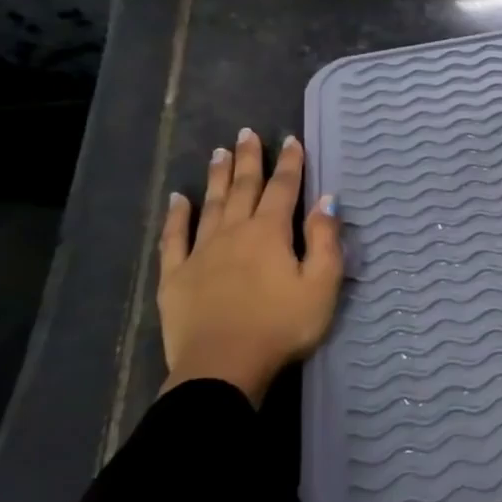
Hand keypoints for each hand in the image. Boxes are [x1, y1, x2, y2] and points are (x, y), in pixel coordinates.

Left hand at [158, 129, 342, 406]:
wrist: (222, 369)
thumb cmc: (282, 326)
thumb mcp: (322, 285)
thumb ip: (325, 240)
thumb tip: (327, 201)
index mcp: (270, 233)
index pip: (283, 189)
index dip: (290, 163)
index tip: (291, 139)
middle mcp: (234, 232)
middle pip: (243, 188)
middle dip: (249, 160)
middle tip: (248, 133)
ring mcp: (200, 253)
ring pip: (211, 205)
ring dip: (218, 177)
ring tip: (220, 152)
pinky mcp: (175, 276)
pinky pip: (175, 237)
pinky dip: (177, 215)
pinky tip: (179, 198)